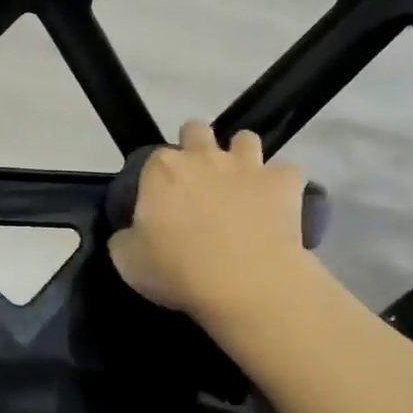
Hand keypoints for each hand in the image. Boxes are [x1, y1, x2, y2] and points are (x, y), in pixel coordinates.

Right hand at [107, 120, 312, 318]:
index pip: (153, 159)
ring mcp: (247, 165)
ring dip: (242, 156)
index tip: (160, 203)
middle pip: (196, 130)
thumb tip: (130, 234)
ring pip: (245, 139)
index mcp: (162, 170)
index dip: (157, 179)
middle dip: (196, 146)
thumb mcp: (128, 261)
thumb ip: (125, 239)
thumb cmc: (177, 270)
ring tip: (240, 184)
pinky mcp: (283, 183)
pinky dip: (282, 185)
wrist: (244, 282)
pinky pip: (287, 172)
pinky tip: (278, 204)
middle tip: (197, 183)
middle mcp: (204, 156)